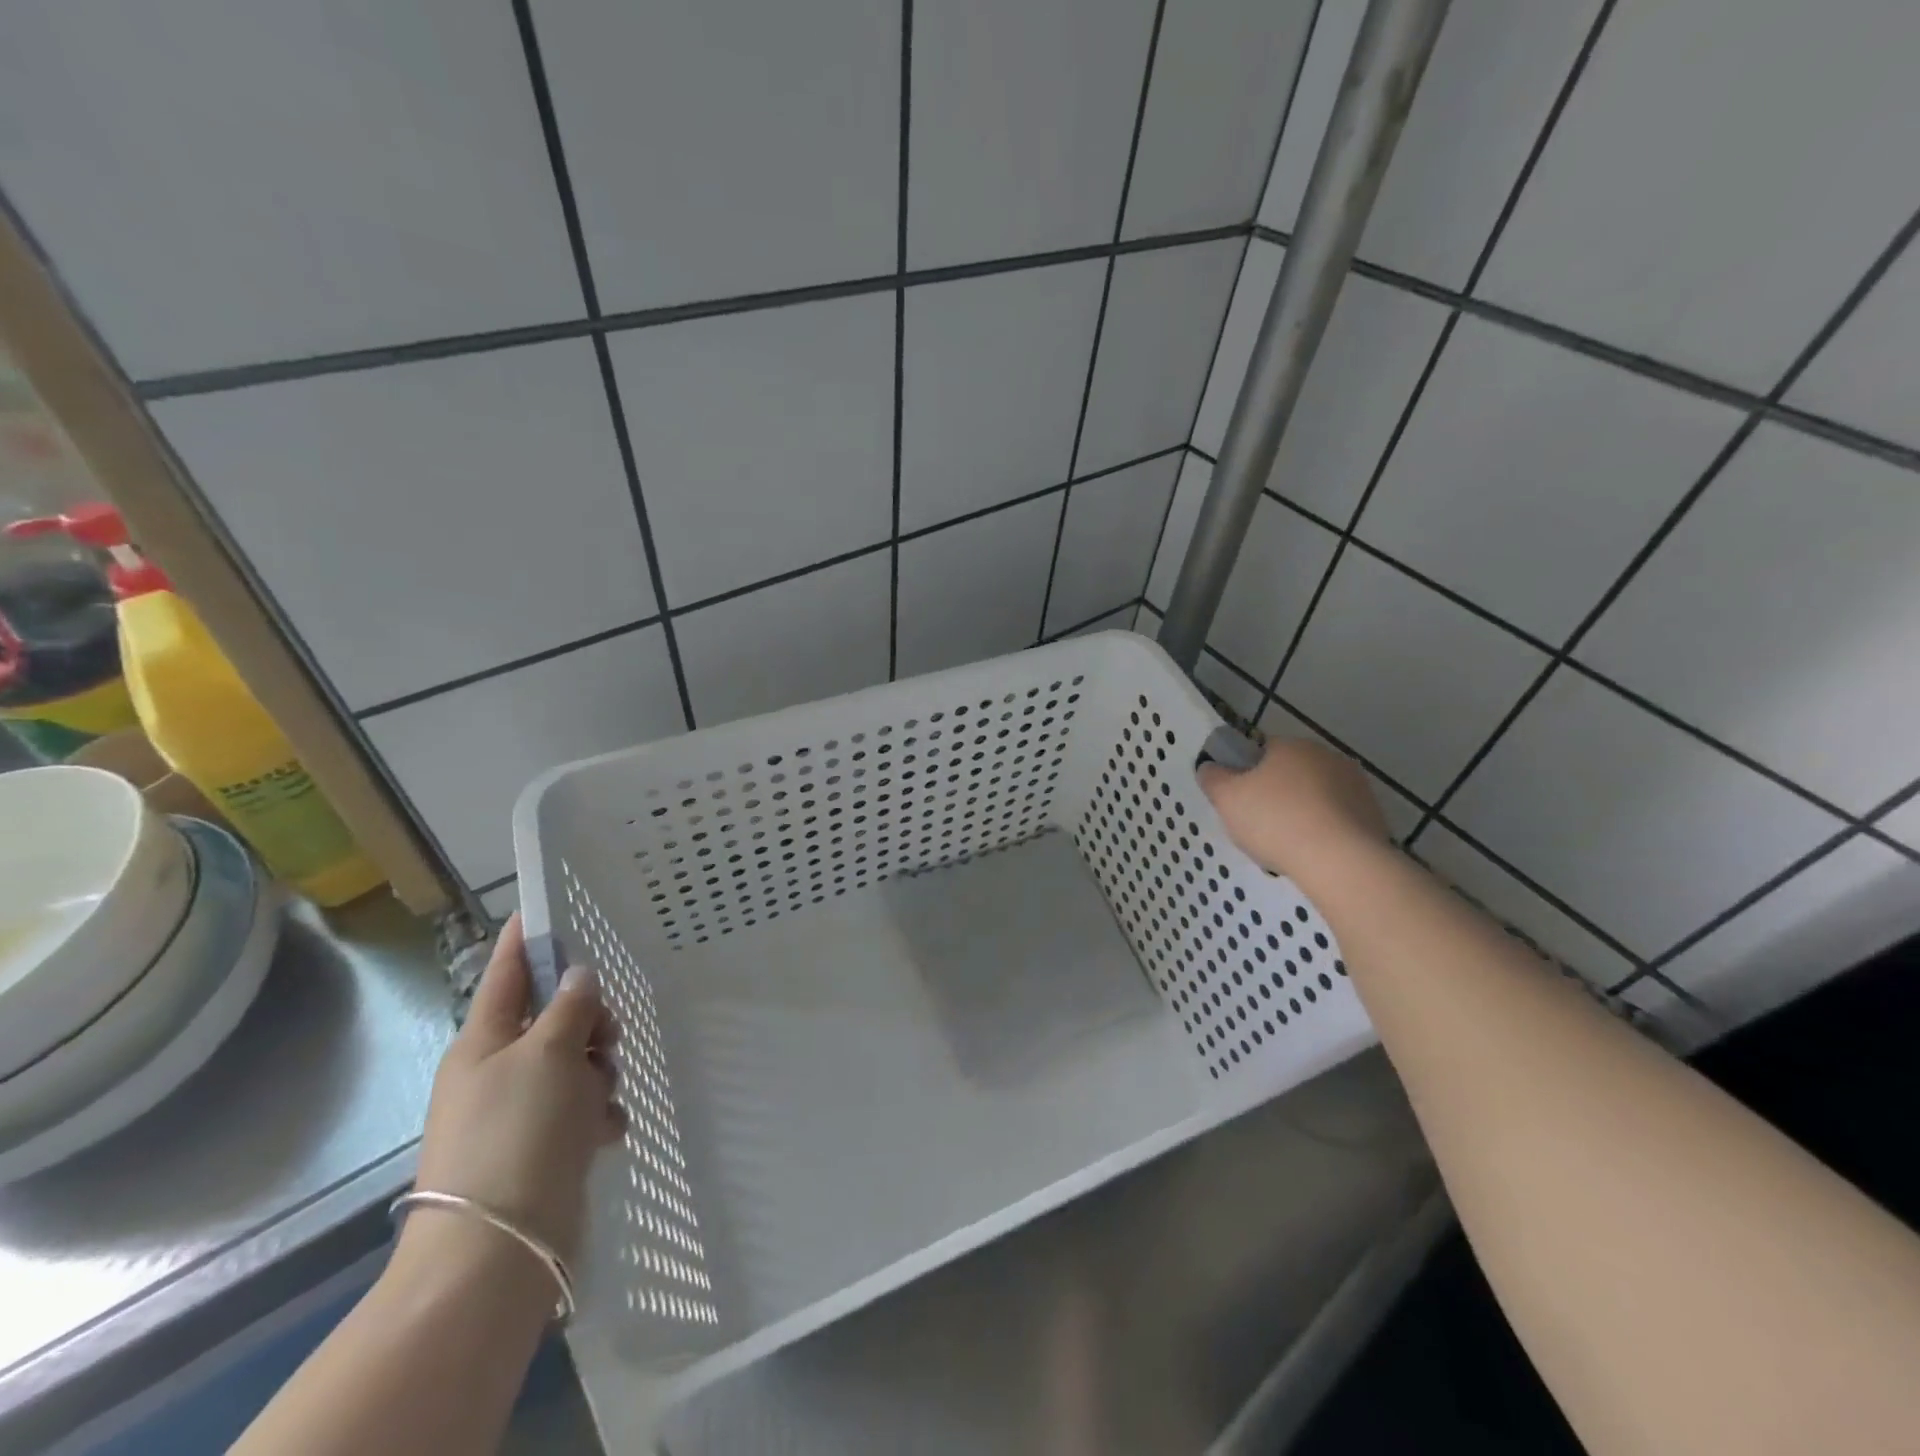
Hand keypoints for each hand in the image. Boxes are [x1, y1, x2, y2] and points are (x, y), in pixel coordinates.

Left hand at [410, 915, 624, 1264]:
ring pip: (576, 1063)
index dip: (523, 940)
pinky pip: (582, 1109)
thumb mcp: (548, 1054)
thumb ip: (569, 1008)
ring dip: (600, 1072)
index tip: (538, 907)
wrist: (497, 1249)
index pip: (506, 973)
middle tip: (608, 1036)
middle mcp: (499, 1070)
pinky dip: (598, 1115)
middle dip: (589, 1022)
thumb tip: (577, 975)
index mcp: (484, 1042)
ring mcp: (521, 1111)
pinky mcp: (543, 1147)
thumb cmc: (517, 1133)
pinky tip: (606, 1132)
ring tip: (603, 1097)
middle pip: (554, 1018)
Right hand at [1197, 738, 1389, 880]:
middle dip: (1276, 794)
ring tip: (1287, 846)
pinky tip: (1312, 855)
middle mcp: (1328, 757)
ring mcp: (1356, 786)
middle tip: (1259, 826)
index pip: (1263, 750)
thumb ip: (1213, 779)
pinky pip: (1338, 820)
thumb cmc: (1276, 821)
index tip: (1240, 800)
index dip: (1247, 774)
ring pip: (1316, 797)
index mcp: (1292, 746)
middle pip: (1292, 773)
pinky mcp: (1374, 816)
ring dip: (1302, 814)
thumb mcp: (1227, 799)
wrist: (1340, 861)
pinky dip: (1324, 833)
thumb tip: (1209, 767)